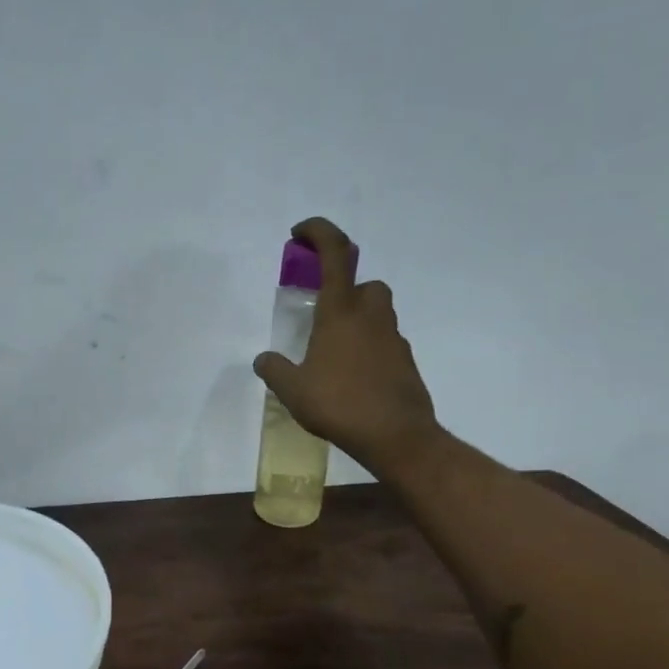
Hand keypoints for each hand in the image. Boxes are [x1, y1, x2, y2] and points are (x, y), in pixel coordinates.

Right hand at [253, 218, 441, 477]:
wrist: (397, 436)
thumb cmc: (339, 405)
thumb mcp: (293, 391)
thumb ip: (275, 370)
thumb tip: (263, 360)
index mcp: (340, 312)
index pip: (335, 253)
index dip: (318, 232)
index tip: (299, 234)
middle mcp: (370, 317)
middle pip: (365, 284)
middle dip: (346, 290)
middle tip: (323, 315)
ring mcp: (393, 339)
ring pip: (377, 315)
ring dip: (358, 322)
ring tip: (334, 355)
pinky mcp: (405, 363)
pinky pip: (385, 344)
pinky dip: (369, 351)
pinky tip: (353, 380)